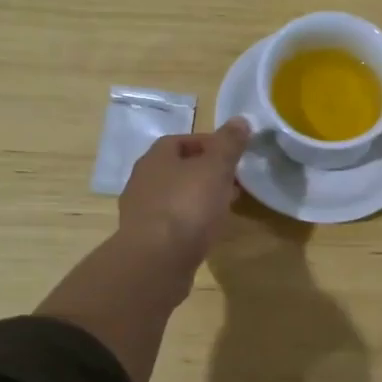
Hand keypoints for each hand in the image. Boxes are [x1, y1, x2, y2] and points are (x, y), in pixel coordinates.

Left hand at [118, 118, 251, 269]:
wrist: (156, 261)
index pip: (183, 140)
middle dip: (206, 172)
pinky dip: (191, 221)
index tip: (233, 155)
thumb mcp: (216, 168)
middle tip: (234, 181)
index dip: (210, 144)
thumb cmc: (187, 206)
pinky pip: (173, 221)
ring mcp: (141, 211)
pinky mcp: (146, 239)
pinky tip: (207, 231)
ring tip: (225, 207)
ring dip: (199, 198)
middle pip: (179, 169)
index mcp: (156, 157)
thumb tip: (240, 119)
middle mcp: (143, 180)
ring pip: (176, 196)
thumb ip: (228, 144)